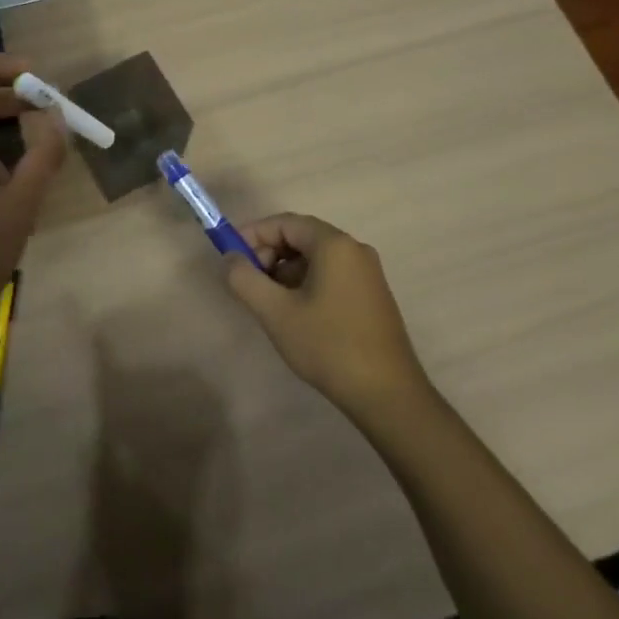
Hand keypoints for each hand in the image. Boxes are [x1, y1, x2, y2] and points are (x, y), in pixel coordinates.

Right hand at [227, 214, 429, 420]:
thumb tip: (230, 258)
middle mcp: (354, 249)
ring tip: (269, 303)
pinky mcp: (372, 295)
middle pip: (301, 236)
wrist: (388, 395)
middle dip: (269, 253)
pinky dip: (306, 283)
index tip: (230, 256)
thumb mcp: (276, 313)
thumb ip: (245, 279)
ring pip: (315, 258)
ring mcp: (367, 273)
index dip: (253, 234)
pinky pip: (331, 274)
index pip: (285, 222)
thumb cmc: (328, 346)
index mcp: (334, 245)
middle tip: (249, 282)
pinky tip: (296, 314)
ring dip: (286, 271)